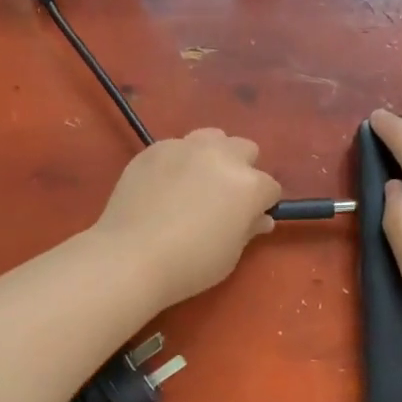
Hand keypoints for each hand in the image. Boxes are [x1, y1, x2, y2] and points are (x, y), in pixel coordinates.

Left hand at [90, 129, 282, 307]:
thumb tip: (259, 218)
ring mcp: (185, 147)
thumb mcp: (230, 255)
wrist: (131, 256)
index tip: (247, 220)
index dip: (261, 205)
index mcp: (249, 184)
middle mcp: (221, 156)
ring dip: (212, 155)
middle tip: (222, 197)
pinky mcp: (153, 149)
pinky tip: (163, 186)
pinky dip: (178, 161)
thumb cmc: (190, 264)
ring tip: (195, 182)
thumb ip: (247, 229)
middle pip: (245, 150)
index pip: (270, 187)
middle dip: (241, 170)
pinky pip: (176, 146)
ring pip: (211, 137)